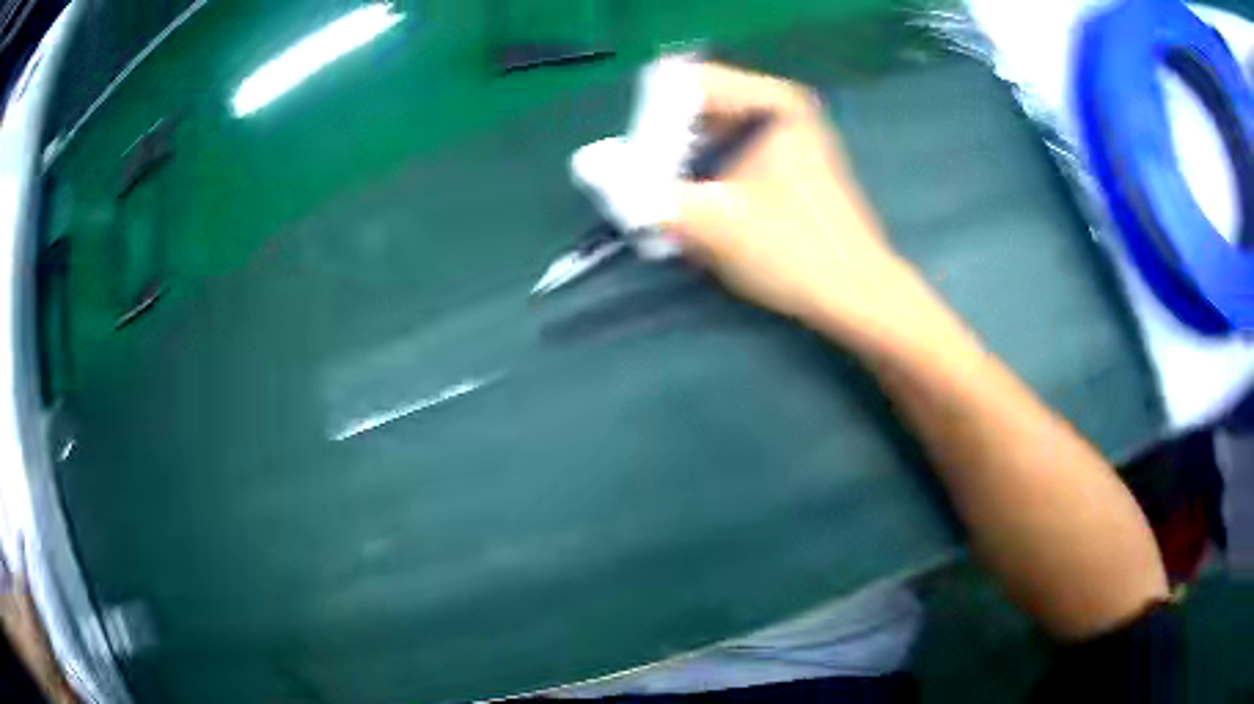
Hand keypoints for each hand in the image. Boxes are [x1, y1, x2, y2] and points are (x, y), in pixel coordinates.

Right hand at [665, 64, 927, 344]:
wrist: (858, 295)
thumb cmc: (795, 253)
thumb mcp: (712, 222)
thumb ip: (642, 192)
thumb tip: (584, 162)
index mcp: (769, 99)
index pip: (679, 85)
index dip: (652, 129)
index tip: (653, 178)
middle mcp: (776, 103)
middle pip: (689, 107)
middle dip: (663, 152)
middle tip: (662, 201)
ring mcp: (781, 130)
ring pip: (702, 133)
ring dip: (679, 170)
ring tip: (681, 214)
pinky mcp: (782, 158)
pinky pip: (723, 151)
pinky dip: (702, 178)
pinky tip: (704, 214)